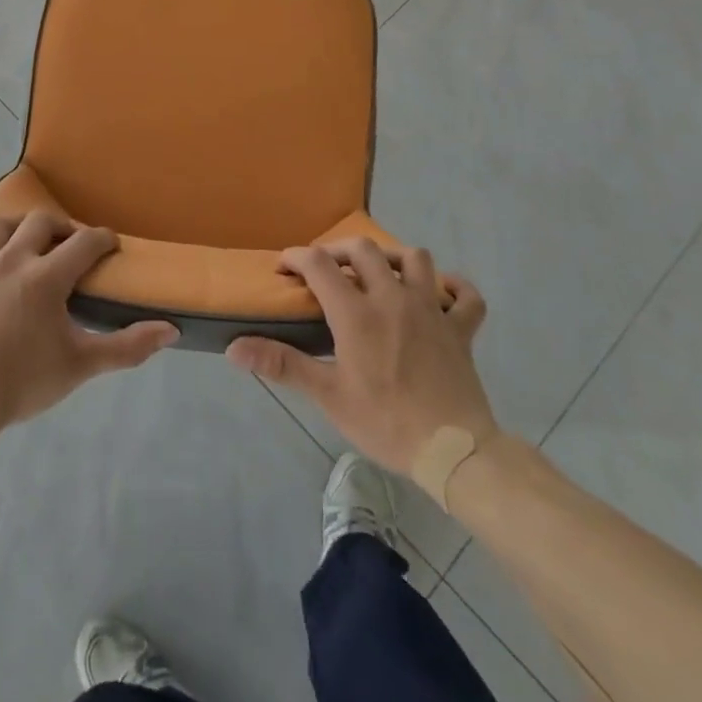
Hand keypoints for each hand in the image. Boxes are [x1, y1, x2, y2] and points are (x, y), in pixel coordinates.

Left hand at [0, 212, 177, 437]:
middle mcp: (11, 258)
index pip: (84, 242)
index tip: (110, 245)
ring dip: (16, 227)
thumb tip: (171, 329)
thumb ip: (127, 347)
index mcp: (46, 277)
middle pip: (41, 223)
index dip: (102, 239)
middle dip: (61, 228)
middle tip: (68, 245)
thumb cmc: (22, 383)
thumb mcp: (81, 365)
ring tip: (24, 240)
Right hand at [226, 239, 498, 475]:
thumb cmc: (385, 422)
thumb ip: (281, 364)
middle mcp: (393, 298)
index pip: (319, 264)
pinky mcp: (461, 329)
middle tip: (326, 268)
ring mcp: (431, 310)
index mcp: (356, 313)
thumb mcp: (327, 396)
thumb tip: (234, 348)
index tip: (284, 269)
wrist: (453, 452)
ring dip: (394, 257)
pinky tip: (442, 292)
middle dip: (339, 249)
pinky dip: (455, 288)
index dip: (297, 257)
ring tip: (380, 272)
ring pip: (416, 259)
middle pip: (364, 249)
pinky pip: (466, 297)